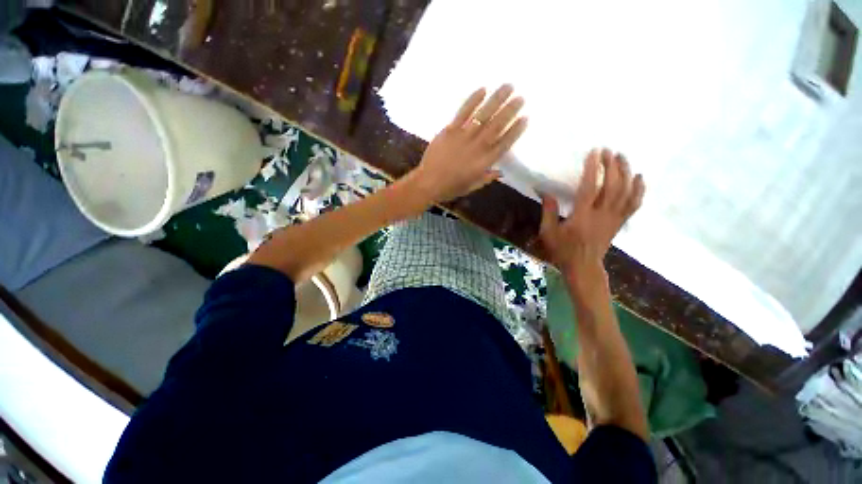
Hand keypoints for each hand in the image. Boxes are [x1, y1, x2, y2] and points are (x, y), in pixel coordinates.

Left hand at [406, 84, 527, 202]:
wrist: (428, 183)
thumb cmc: (450, 188)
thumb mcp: (471, 187)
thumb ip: (486, 178)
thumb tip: (500, 172)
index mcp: (484, 162)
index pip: (504, 143)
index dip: (515, 130)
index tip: (525, 118)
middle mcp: (477, 147)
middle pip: (497, 126)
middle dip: (510, 110)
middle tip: (521, 97)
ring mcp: (463, 137)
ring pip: (483, 116)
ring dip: (497, 100)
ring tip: (508, 86)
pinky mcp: (450, 130)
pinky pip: (463, 112)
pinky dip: (473, 100)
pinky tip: (483, 89)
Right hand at [539, 149, 644, 288]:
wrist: (583, 266)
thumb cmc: (562, 250)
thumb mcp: (548, 232)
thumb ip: (548, 211)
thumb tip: (545, 192)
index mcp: (581, 217)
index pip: (589, 188)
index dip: (593, 169)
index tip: (594, 152)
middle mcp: (601, 215)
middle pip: (612, 187)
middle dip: (612, 166)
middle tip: (609, 150)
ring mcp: (614, 219)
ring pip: (626, 193)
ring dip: (626, 172)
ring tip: (622, 157)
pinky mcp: (620, 222)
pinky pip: (633, 204)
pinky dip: (639, 190)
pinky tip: (639, 177)